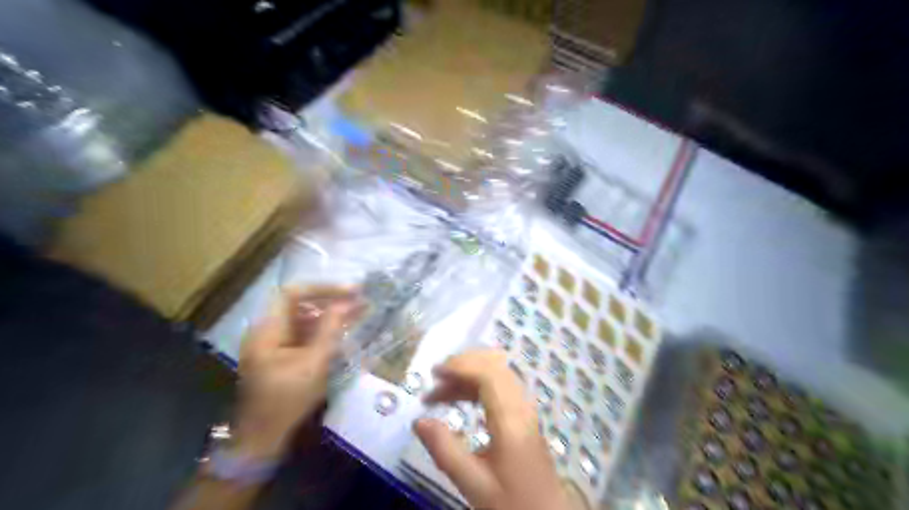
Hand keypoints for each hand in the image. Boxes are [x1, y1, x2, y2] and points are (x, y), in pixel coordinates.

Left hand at [231, 287, 363, 461]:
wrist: (262, 439)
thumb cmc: (287, 401)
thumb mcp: (314, 364)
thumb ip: (329, 329)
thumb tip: (346, 303)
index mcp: (267, 330)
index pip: (293, 293)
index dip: (323, 288)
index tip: (352, 291)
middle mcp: (267, 331)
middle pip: (298, 304)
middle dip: (330, 300)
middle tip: (359, 301)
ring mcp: (272, 343)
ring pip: (303, 318)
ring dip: (329, 314)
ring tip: (357, 313)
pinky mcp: (280, 355)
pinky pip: (303, 333)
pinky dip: (323, 330)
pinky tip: (343, 332)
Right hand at [415, 350, 570, 509]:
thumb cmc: (511, 502)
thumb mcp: (473, 483)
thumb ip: (444, 450)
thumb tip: (418, 421)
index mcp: (510, 419)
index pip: (488, 374)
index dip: (460, 366)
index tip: (434, 373)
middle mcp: (521, 405)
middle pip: (494, 366)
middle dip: (462, 366)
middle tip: (435, 379)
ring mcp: (526, 408)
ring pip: (498, 374)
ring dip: (469, 374)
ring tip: (441, 391)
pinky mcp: (525, 415)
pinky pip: (501, 385)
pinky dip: (479, 384)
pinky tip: (463, 398)